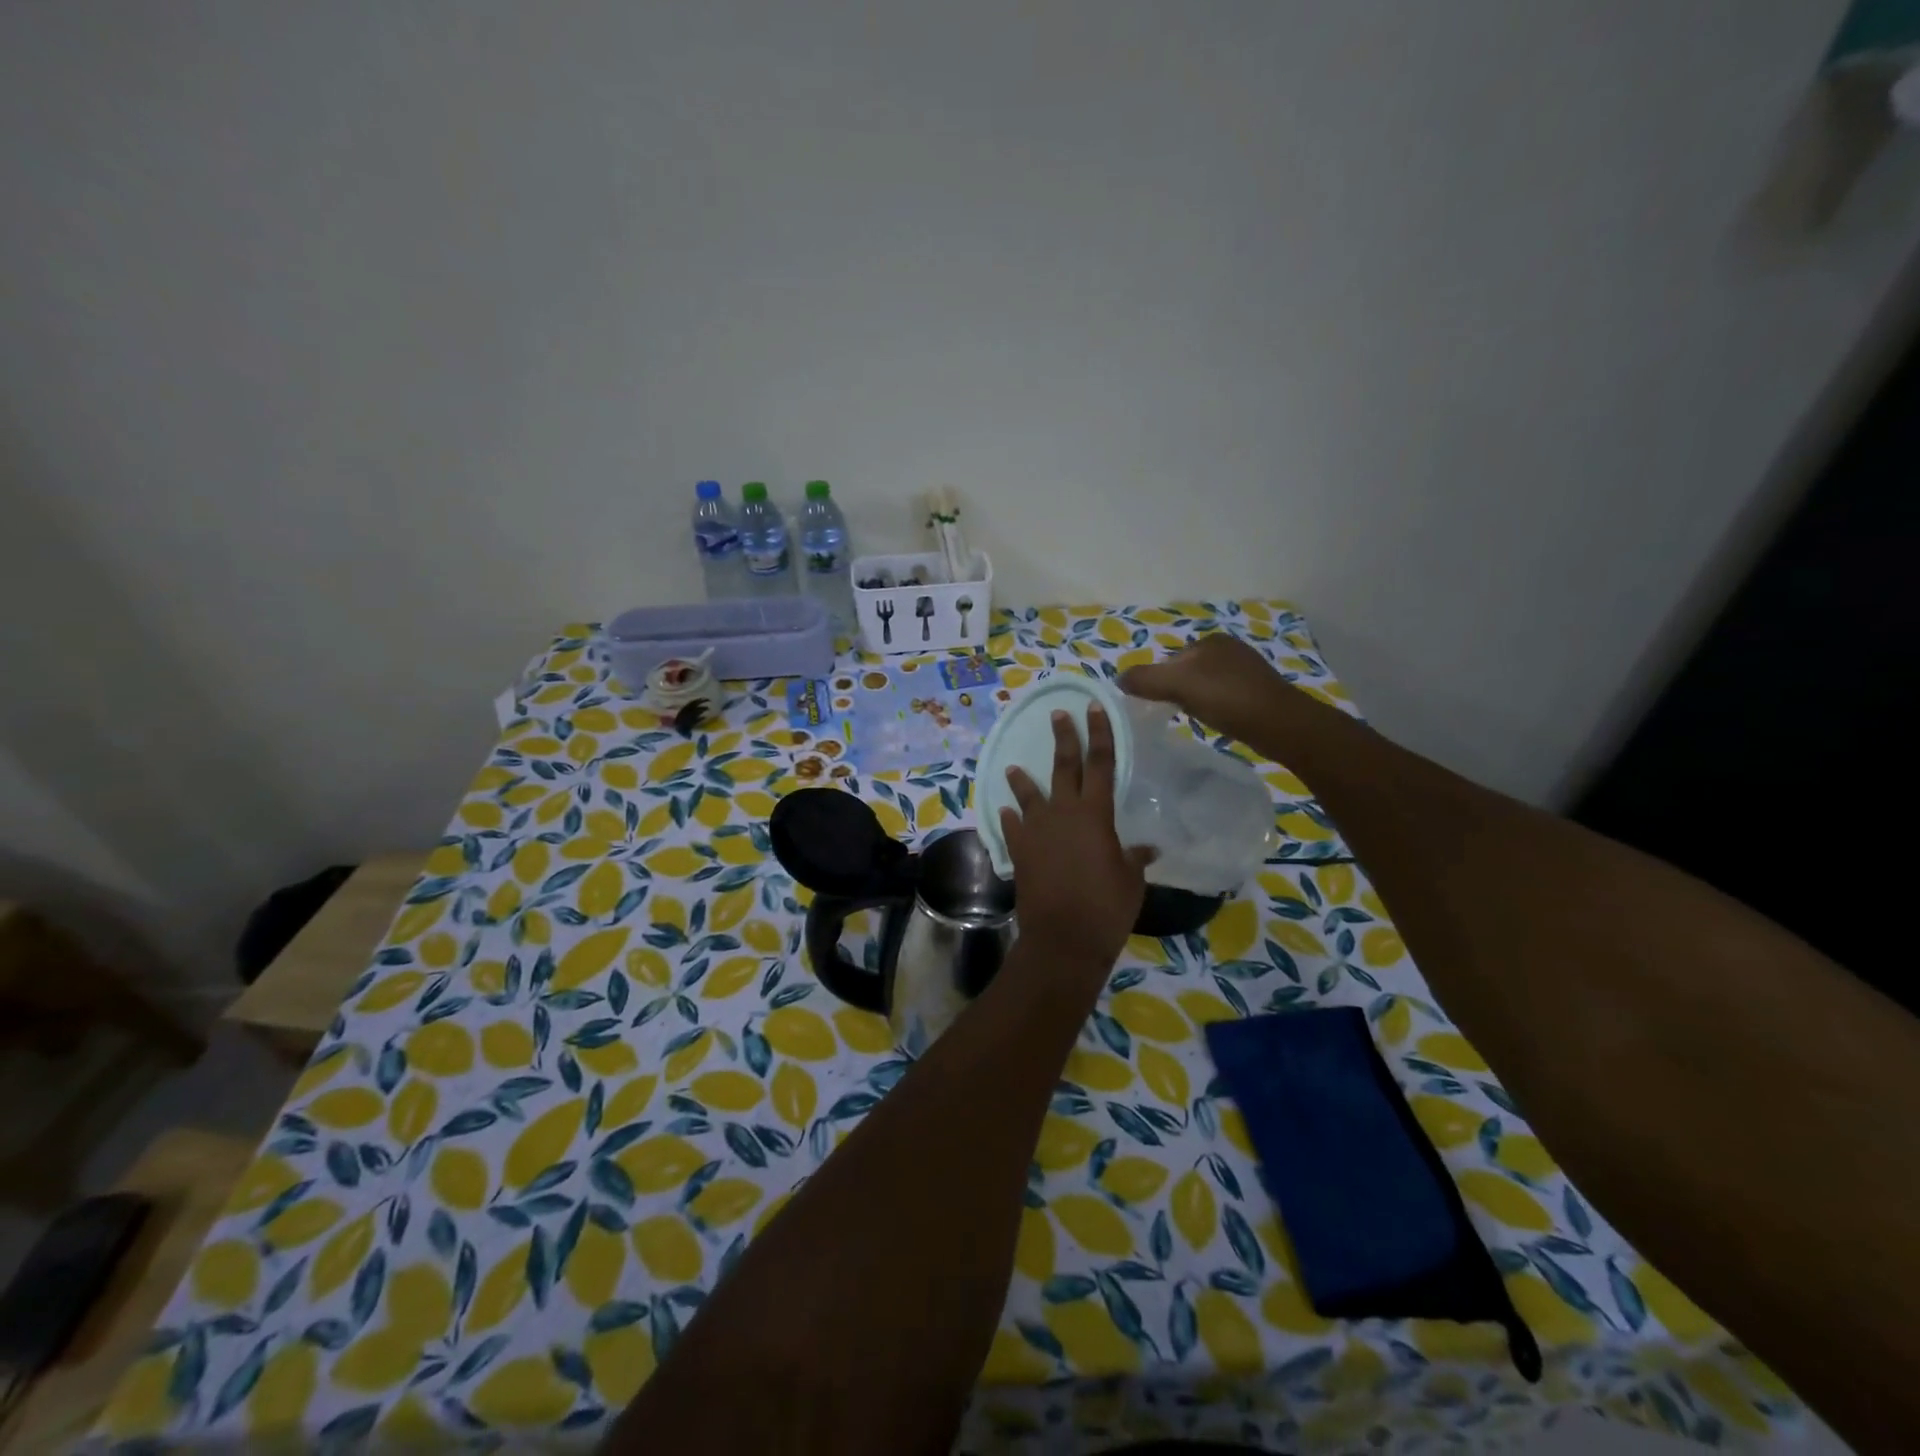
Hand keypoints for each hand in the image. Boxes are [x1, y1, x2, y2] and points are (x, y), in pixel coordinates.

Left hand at [999, 707, 1154, 969]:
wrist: (1064, 938)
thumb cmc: (1107, 907)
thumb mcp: (1131, 880)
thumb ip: (1135, 858)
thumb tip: (1147, 848)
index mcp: (1095, 814)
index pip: (1100, 763)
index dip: (1099, 733)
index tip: (1093, 708)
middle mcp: (1063, 813)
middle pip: (1063, 767)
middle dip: (1063, 738)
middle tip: (1057, 715)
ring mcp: (1036, 830)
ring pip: (1028, 794)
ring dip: (1022, 779)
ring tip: (1014, 766)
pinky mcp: (1018, 850)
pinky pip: (1012, 826)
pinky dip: (1009, 817)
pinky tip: (1005, 811)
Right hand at [1120, 632, 1299, 739]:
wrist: (1279, 723)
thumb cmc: (1226, 698)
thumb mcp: (1177, 684)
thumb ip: (1145, 678)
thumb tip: (1119, 679)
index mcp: (1210, 640)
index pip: (1169, 660)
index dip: (1158, 682)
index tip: (1156, 704)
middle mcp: (1229, 648)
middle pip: (1186, 672)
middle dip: (1177, 690)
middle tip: (1173, 714)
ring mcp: (1247, 669)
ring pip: (1205, 685)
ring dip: (1196, 700)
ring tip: (1195, 719)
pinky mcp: (1258, 691)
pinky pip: (1224, 697)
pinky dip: (1215, 707)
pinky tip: (1217, 721)